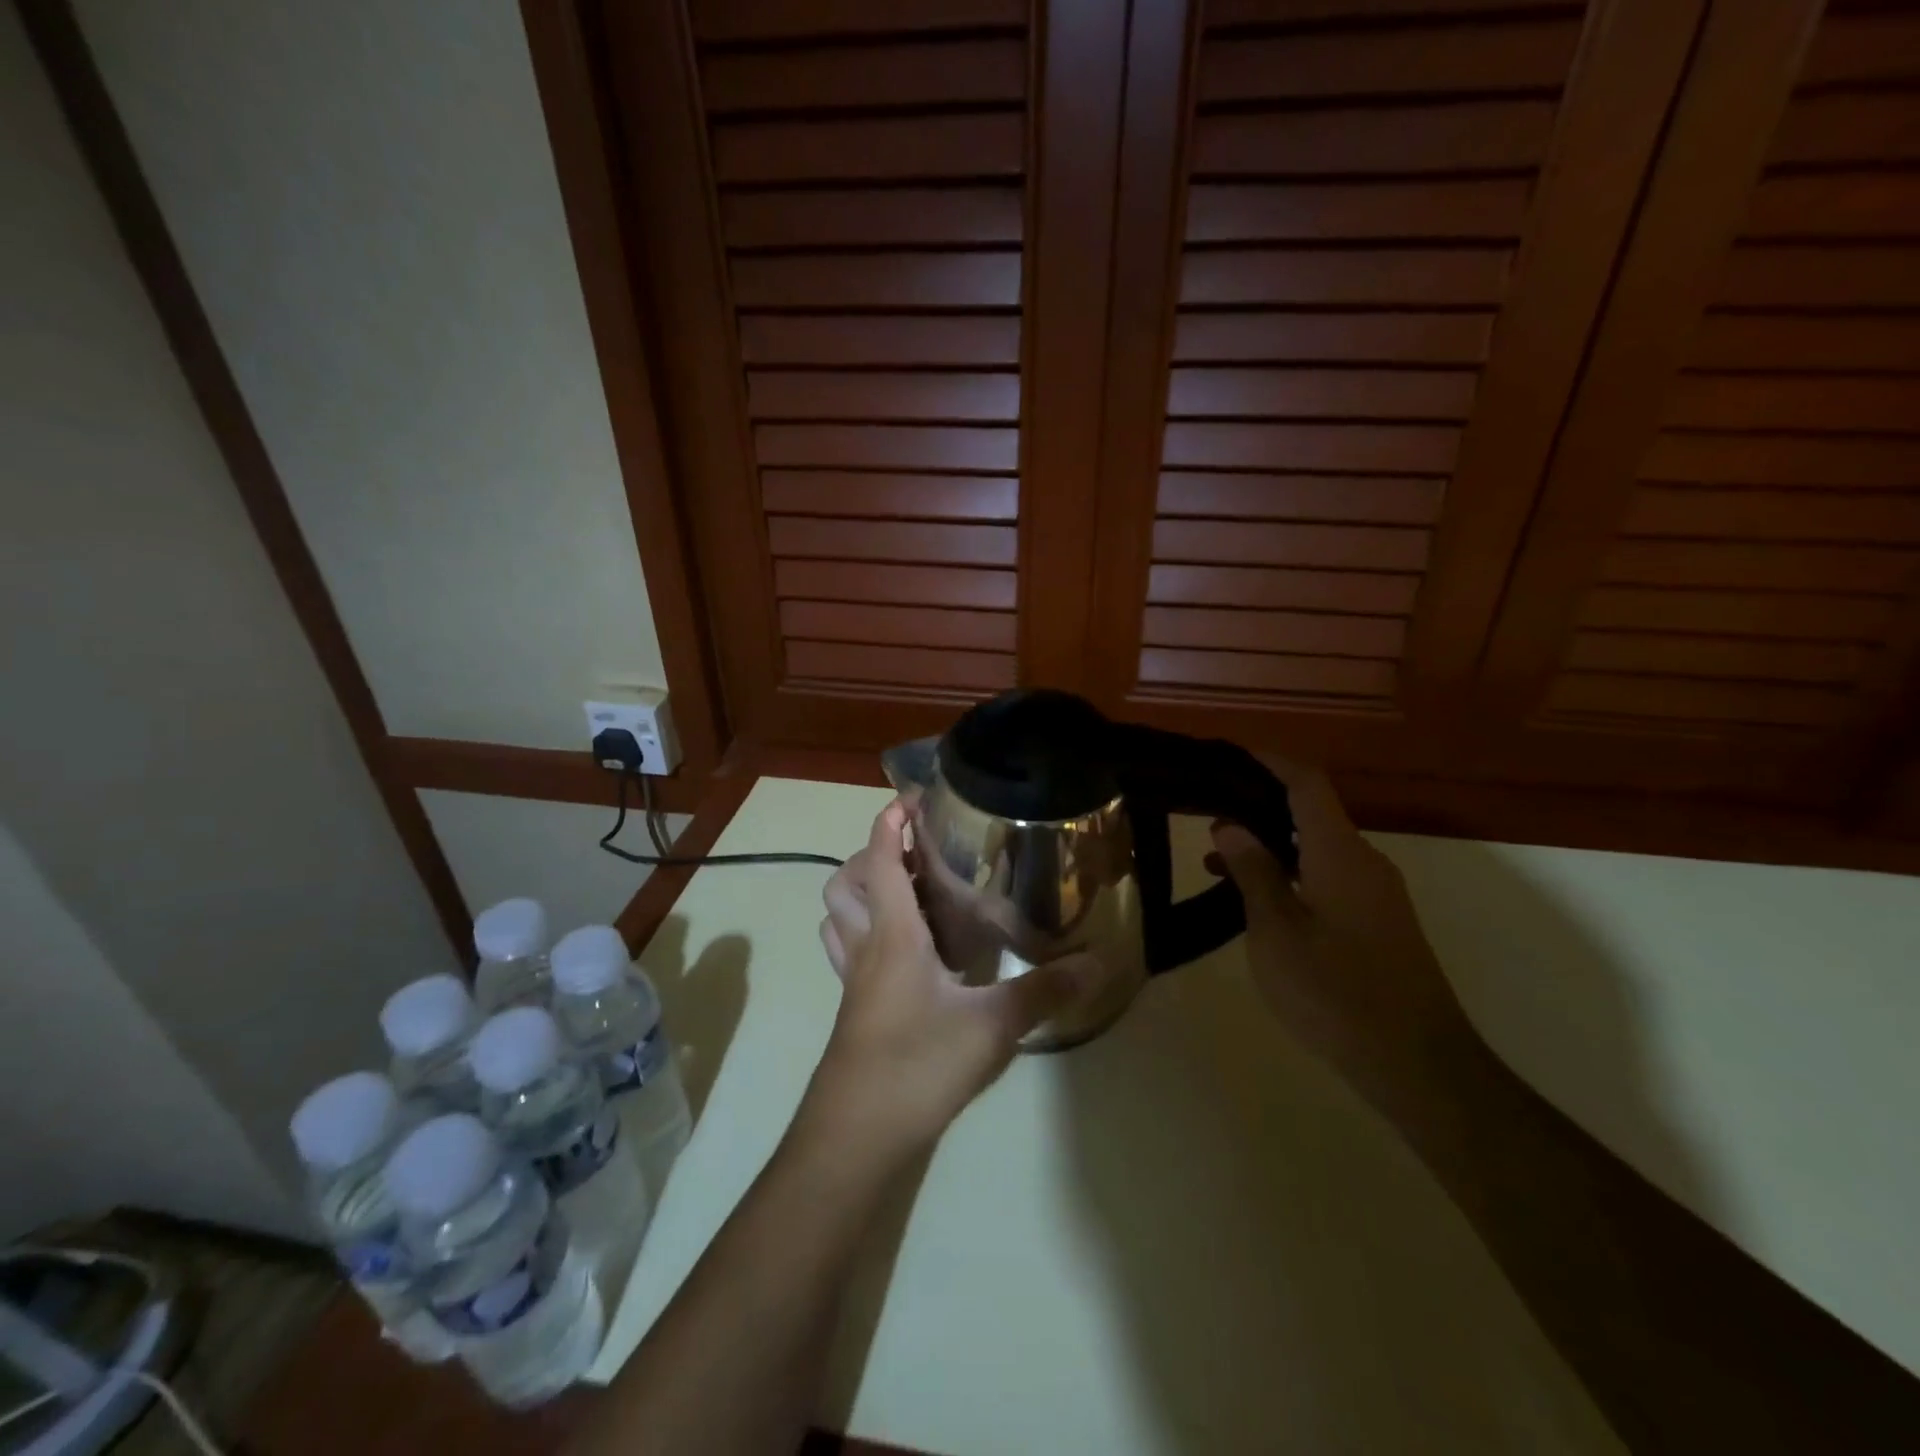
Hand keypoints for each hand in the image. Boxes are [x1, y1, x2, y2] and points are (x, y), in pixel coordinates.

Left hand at [811, 801, 1082, 1151]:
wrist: (858, 1135)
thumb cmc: (919, 1065)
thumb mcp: (992, 1026)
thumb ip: (1044, 991)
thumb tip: (1099, 962)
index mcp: (893, 935)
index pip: (882, 861)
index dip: (889, 823)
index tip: (908, 798)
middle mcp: (866, 947)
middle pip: (845, 883)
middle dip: (871, 855)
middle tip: (915, 853)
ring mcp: (853, 981)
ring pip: (838, 917)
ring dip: (861, 892)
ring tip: (906, 892)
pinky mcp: (854, 1009)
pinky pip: (848, 951)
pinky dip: (865, 932)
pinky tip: (907, 952)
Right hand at [1208, 762, 1475, 1112]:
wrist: (1419, 1066)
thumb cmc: (1337, 993)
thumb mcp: (1276, 932)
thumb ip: (1254, 872)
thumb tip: (1230, 825)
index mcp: (1340, 853)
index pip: (1306, 782)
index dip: (1269, 761)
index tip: (1228, 754)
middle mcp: (1364, 862)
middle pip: (1311, 811)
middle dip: (1259, 803)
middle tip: (1207, 810)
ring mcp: (1376, 893)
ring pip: (1317, 848)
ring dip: (1270, 844)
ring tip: (1215, 859)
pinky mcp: (1378, 922)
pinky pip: (1327, 876)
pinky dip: (1290, 873)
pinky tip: (1256, 899)